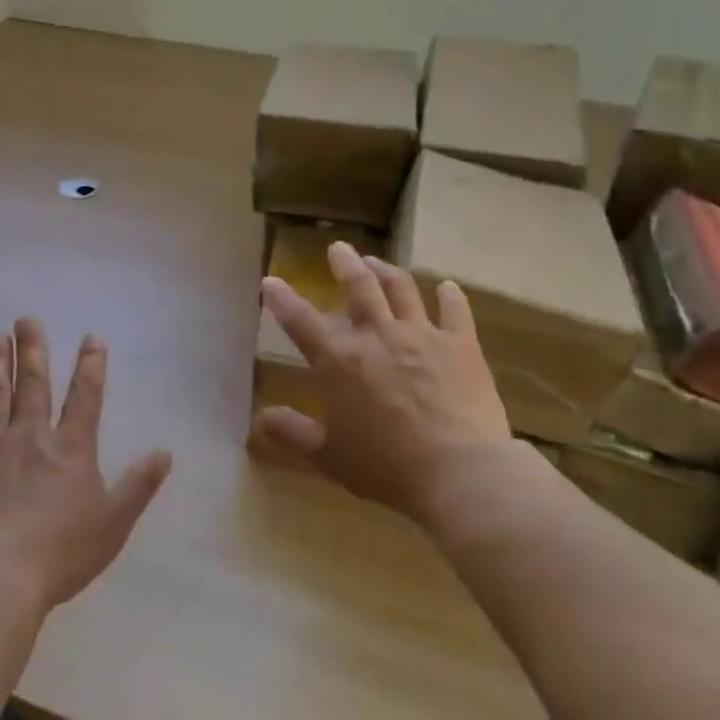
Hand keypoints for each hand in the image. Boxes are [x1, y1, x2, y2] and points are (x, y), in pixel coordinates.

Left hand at [0, 319, 171, 611]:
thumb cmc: (62, 552)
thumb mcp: (114, 521)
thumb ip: (139, 484)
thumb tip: (165, 452)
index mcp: (71, 449)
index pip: (85, 397)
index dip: (90, 366)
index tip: (91, 338)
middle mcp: (32, 437)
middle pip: (34, 385)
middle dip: (33, 350)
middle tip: (26, 318)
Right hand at [257, 242, 514, 529]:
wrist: (458, 471)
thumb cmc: (386, 467)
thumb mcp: (330, 457)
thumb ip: (293, 434)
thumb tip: (259, 420)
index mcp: (339, 362)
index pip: (300, 321)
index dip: (281, 299)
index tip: (270, 281)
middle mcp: (377, 336)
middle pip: (358, 287)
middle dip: (345, 264)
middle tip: (339, 248)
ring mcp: (421, 334)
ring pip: (401, 288)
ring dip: (386, 270)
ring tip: (377, 261)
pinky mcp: (460, 344)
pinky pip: (455, 310)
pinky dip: (451, 296)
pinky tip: (448, 287)